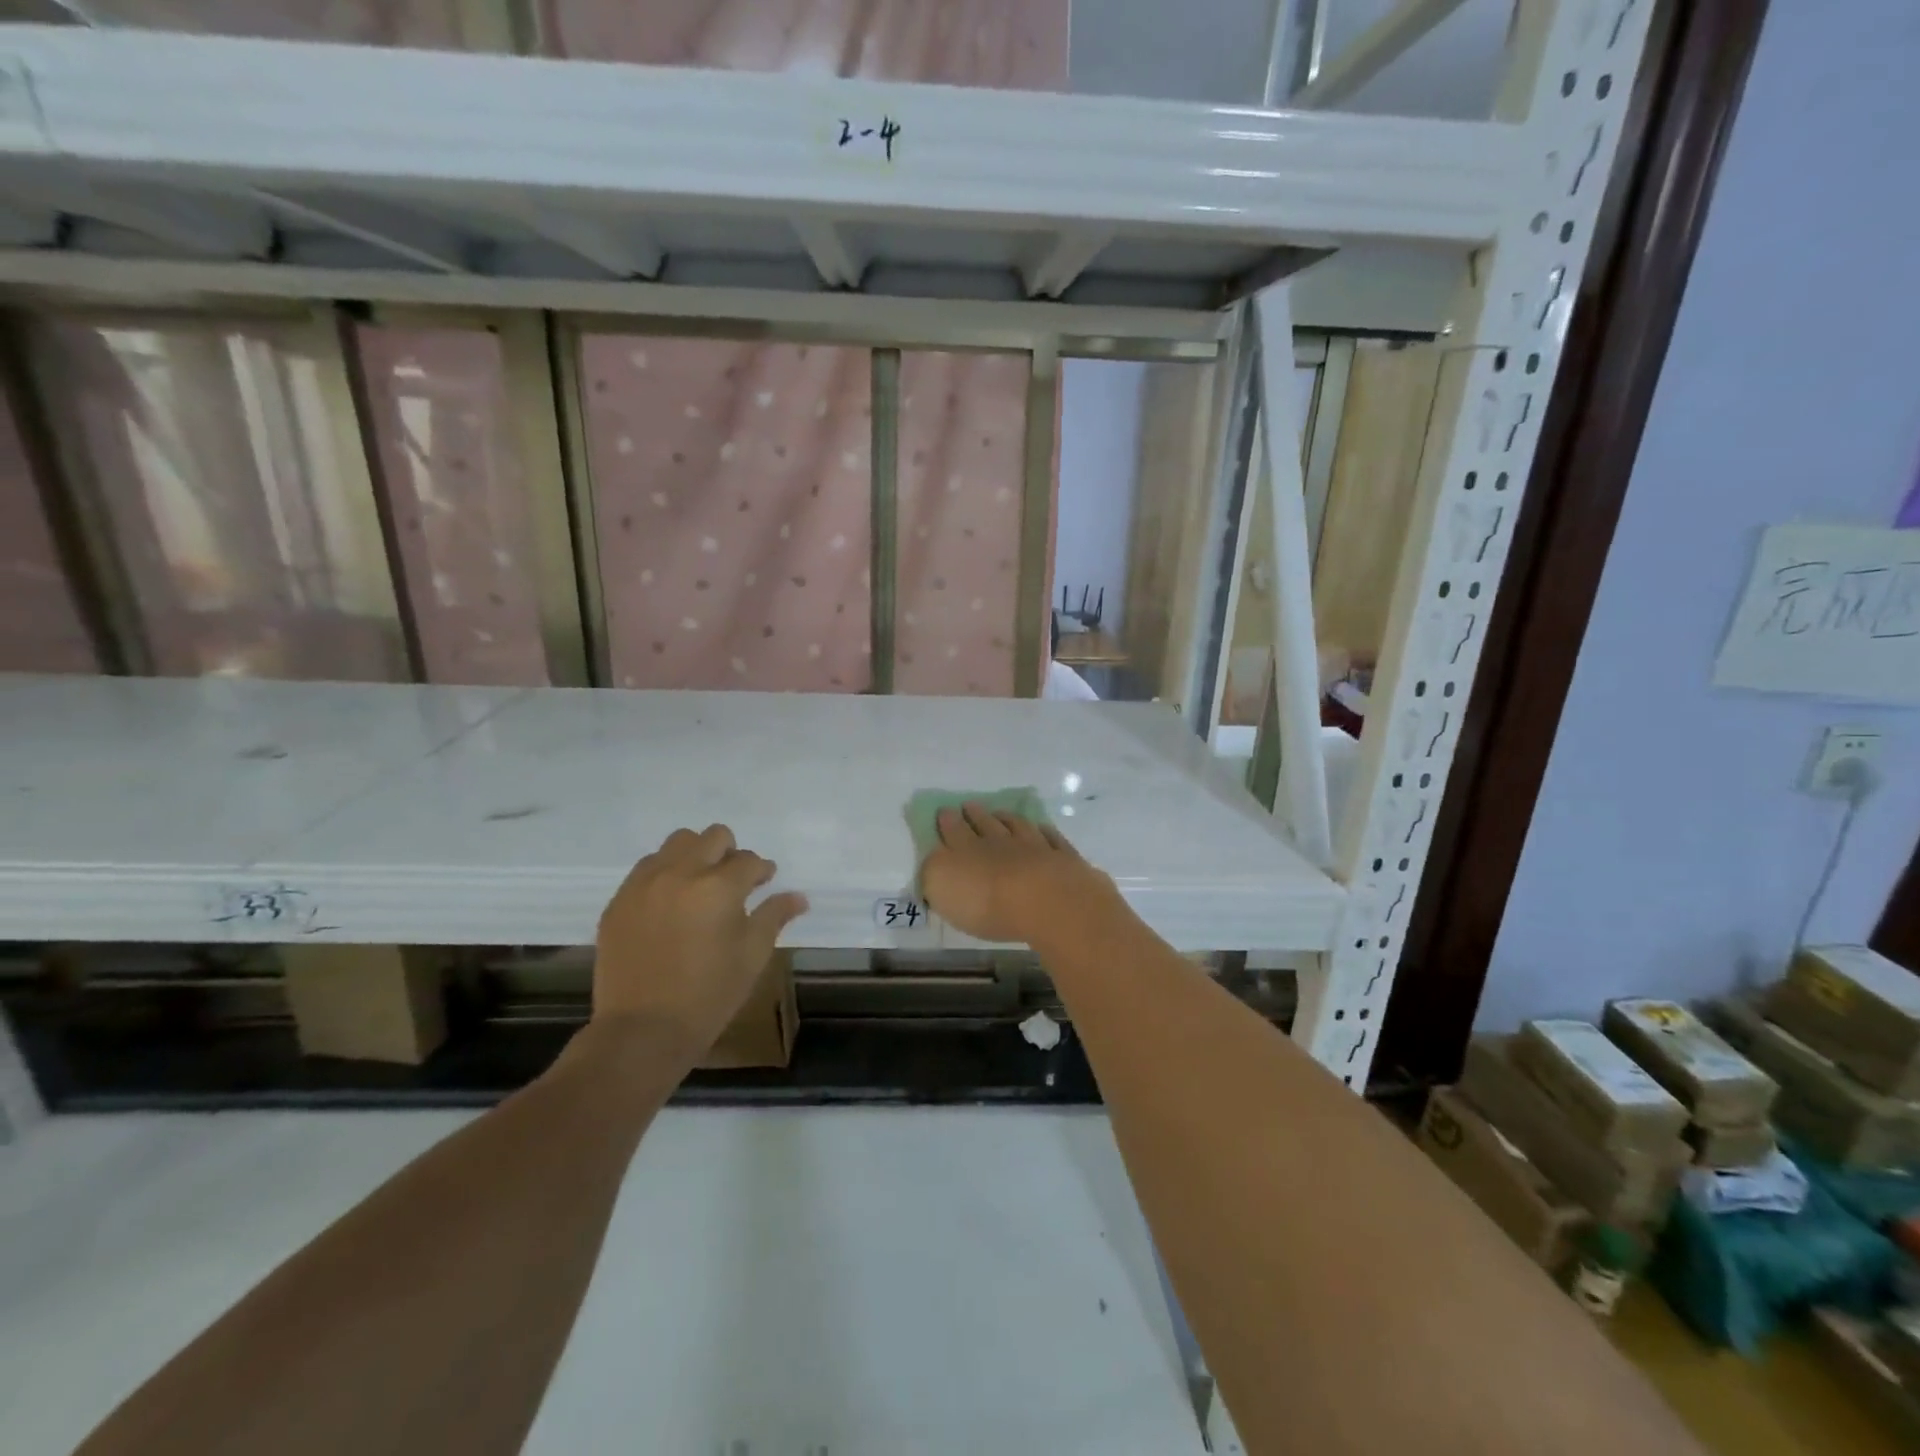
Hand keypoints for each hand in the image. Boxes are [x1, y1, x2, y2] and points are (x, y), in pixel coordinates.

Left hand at [594, 824, 807, 1053]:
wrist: (642, 1031)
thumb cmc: (709, 995)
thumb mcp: (752, 956)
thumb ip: (774, 917)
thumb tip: (799, 896)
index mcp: (719, 887)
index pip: (749, 861)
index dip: (762, 871)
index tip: (764, 882)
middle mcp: (680, 874)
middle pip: (713, 837)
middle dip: (730, 852)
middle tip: (733, 881)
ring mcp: (644, 885)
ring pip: (676, 843)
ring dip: (695, 855)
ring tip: (699, 885)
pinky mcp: (619, 901)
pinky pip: (646, 868)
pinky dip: (665, 873)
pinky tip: (670, 902)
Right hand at [920, 803, 1117, 944]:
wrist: (1046, 901)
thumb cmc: (986, 901)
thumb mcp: (942, 888)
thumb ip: (934, 872)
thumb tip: (933, 859)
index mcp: (967, 850)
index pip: (953, 831)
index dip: (947, 821)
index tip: (944, 811)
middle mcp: (1000, 842)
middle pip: (986, 824)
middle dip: (975, 815)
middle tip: (969, 806)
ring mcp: (1035, 847)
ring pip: (1019, 827)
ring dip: (1008, 819)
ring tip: (1001, 813)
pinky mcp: (1063, 859)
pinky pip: (1052, 840)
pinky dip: (1045, 833)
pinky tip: (1043, 830)